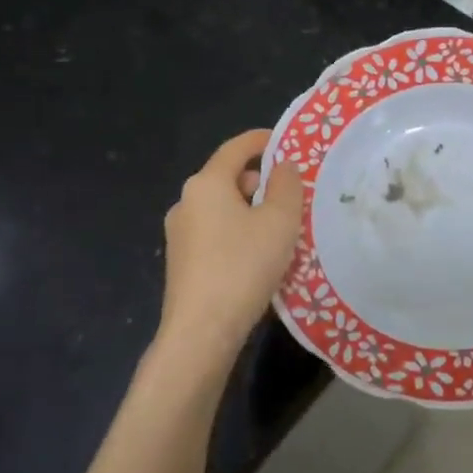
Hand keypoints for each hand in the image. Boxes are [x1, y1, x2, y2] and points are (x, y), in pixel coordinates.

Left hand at [156, 130, 302, 370]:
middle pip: (228, 177)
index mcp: (206, 183)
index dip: (263, 140)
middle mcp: (186, 201)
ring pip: (221, 207)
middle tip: (292, 195)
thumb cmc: (243, 266)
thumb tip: (282, 167)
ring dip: (250, 209)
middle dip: (260, 180)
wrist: (201, 331)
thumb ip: (286, 186)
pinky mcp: (181, 261)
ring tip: (280, 229)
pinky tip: (257, 256)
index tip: (286, 143)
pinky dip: (237, 232)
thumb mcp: (279, 221)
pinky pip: (214, 232)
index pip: (236, 147)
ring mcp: (179, 233)